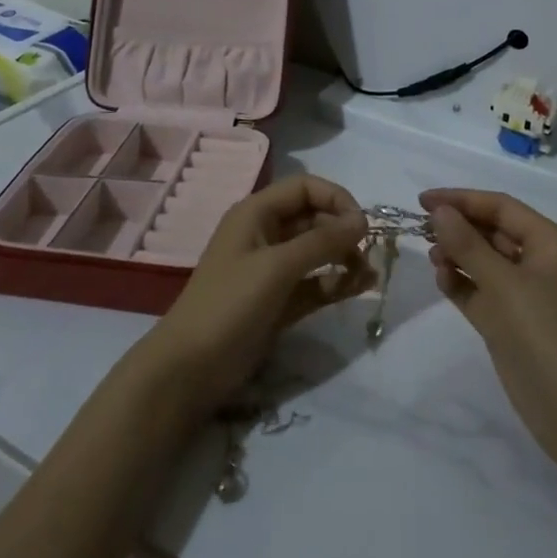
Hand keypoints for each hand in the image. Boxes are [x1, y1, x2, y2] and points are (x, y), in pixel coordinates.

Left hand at [140, 175, 371, 418]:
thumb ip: (322, 241)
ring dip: (343, 259)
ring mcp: (271, 269)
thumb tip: (362, 220)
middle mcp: (265, 234)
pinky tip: (356, 290)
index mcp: (256, 213)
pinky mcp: (278, 300)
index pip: (305, 188)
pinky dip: (334, 283)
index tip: (362, 225)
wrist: (190, 369)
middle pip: (314, 218)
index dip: (336, 199)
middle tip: (367, 256)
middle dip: (342, 232)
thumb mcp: (277, 267)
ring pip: (316, 252)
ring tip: (367, 278)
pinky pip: (314, 282)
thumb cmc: (230, 304)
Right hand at [420, 189, 556, 462]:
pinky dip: (463, 284)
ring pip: (486, 262)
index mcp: (550, 243)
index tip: (422, 200)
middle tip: (422, 229)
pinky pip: (482, 292)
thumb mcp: (503, 284)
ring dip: (458, 255)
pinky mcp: (513, 324)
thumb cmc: (545, 333)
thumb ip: (468, 245)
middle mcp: (540, 263)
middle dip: (459, 227)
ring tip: (432, 258)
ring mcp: (527, 296)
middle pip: (493, 232)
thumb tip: (440, 211)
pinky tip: (442, 281)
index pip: (501, 208)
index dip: (462, 199)